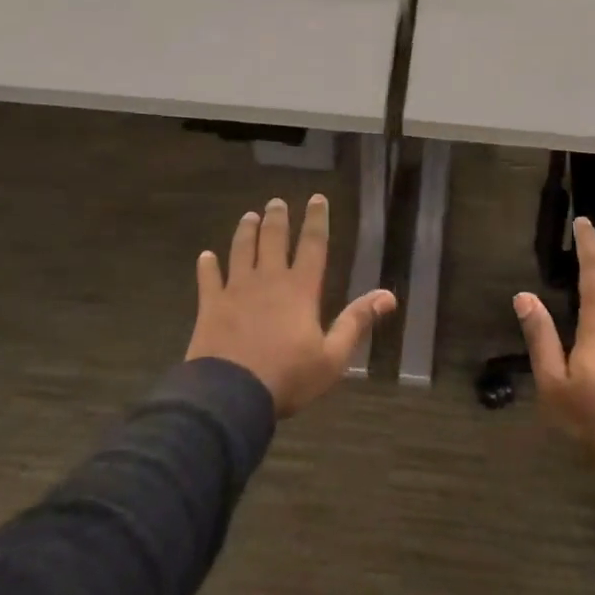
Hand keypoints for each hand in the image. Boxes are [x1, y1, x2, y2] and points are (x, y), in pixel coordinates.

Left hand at [185, 194, 396, 416]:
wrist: (230, 395)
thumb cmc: (288, 377)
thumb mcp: (332, 357)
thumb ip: (357, 322)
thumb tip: (388, 296)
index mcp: (300, 289)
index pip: (312, 245)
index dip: (316, 220)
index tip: (316, 198)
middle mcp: (268, 280)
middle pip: (273, 239)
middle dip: (277, 218)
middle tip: (276, 202)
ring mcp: (236, 290)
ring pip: (241, 250)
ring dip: (245, 231)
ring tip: (248, 216)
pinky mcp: (210, 305)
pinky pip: (208, 279)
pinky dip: (207, 266)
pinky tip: (205, 256)